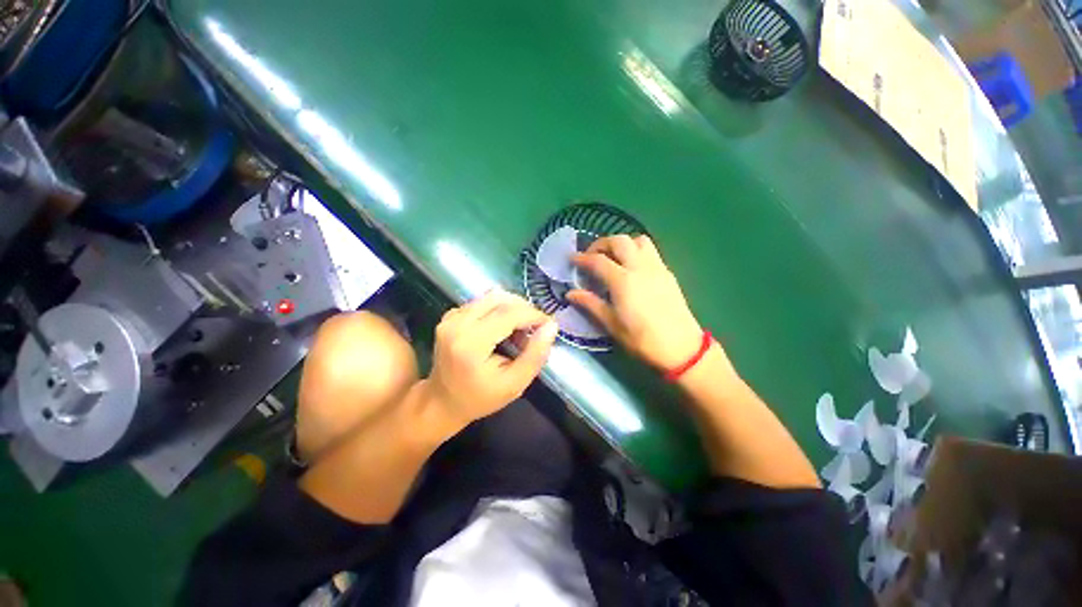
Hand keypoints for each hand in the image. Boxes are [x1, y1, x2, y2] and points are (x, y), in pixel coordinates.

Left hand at [424, 289, 557, 427]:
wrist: (442, 402)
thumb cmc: (480, 398)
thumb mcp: (515, 384)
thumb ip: (535, 355)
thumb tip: (551, 326)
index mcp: (471, 343)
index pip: (509, 314)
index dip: (533, 314)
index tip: (548, 324)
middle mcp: (457, 323)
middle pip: (500, 299)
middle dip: (524, 309)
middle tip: (534, 328)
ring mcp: (451, 317)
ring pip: (491, 297)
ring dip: (512, 308)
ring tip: (518, 330)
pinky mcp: (450, 315)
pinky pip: (482, 302)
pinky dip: (498, 310)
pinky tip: (502, 329)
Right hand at [569, 235, 702, 369]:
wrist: (682, 348)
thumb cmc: (642, 339)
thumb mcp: (611, 324)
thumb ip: (590, 304)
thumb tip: (570, 293)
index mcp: (623, 281)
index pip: (598, 260)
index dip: (582, 258)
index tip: (572, 260)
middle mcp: (640, 267)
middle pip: (619, 241)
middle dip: (601, 244)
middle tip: (591, 256)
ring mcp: (657, 267)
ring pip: (638, 240)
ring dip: (622, 243)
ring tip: (613, 258)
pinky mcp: (668, 273)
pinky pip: (650, 250)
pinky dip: (636, 250)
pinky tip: (631, 268)